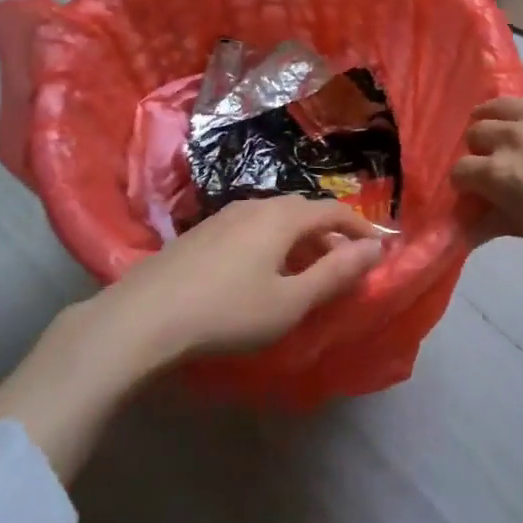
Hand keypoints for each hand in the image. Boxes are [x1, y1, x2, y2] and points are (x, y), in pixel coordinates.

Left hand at [102, 195, 383, 363]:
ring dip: (299, 238)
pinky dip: (272, 243)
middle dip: (330, 233)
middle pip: (303, 211)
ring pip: (275, 218)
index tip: (379, 245)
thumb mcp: (290, 301)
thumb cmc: (227, 312)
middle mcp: (256, 205)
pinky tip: (261, 271)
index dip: (360, 227)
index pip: (333, 211)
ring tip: (305, 269)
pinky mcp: (201, 232)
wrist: (143, 317)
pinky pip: (251, 228)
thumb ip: (335, 273)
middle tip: (344, 263)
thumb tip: (375, 248)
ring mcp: (224, 216)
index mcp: (282, 217)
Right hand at [451, 94, 522, 272]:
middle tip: (498, 163)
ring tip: (516, 134)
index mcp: (499, 171)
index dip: (466, 183)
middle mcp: (514, 134)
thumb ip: (495, 222)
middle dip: (481, 148)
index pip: (460, 170)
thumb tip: (464, 230)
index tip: (477, 191)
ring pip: (503, 105)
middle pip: (477, 131)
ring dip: (500, 120)